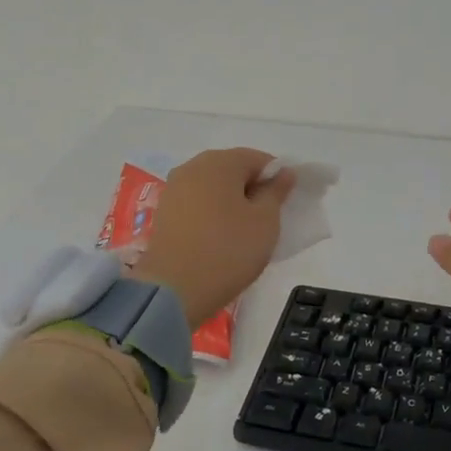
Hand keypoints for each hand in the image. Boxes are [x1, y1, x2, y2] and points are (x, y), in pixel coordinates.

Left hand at [129, 149, 294, 326]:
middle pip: (233, 170)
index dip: (278, 178)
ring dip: (232, 202)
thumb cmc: (228, 250)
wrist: (174, 290)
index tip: (286, 204)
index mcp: (220, 162)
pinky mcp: (163, 212)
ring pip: (214, 187)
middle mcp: (193, 166)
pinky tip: (220, 237)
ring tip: (244, 231)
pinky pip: (197, 203)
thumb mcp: (266, 221)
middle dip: (253, 189)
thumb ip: (276, 192)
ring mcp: (174, 189)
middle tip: (268, 219)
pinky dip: (212, 213)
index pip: (260, 159)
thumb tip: (284, 173)